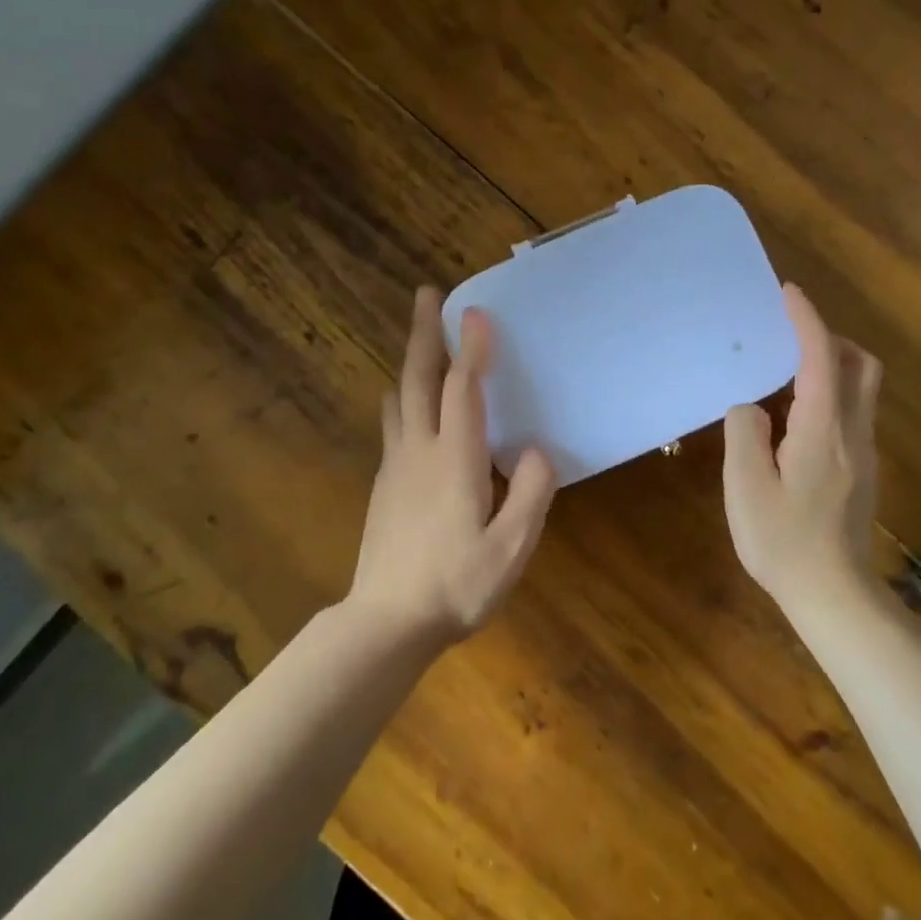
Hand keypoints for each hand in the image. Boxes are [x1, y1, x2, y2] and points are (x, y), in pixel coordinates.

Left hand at [350, 286, 557, 645]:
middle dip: (423, 333)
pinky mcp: (385, 486)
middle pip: (418, 379)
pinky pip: (393, 424)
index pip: (462, 389)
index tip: (476, 311)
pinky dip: (403, 397)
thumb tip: (535, 450)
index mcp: (455, 460)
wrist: (386, 625)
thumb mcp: (511, 548)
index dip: (471, 348)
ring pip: (399, 398)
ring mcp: (396, 467)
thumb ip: (531, 493)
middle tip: (426, 295)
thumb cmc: (456, 586)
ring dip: (410, 362)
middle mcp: (420, 450)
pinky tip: (408, 404)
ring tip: (420, 340)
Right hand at [723, 283, 882, 602]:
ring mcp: (863, 453)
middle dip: (831, 339)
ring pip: (861, 390)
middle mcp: (852, 432)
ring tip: (787, 375)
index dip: (807, 319)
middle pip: (860, 366)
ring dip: (833, 367)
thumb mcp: (746, 486)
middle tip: (792, 338)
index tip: (789, 292)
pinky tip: (796, 421)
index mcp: (822, 428)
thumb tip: (753, 408)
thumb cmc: (784, 541)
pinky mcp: (862, 472)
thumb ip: (745, 433)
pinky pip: (852, 414)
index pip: (821, 357)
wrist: (834, 595)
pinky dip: (830, 395)